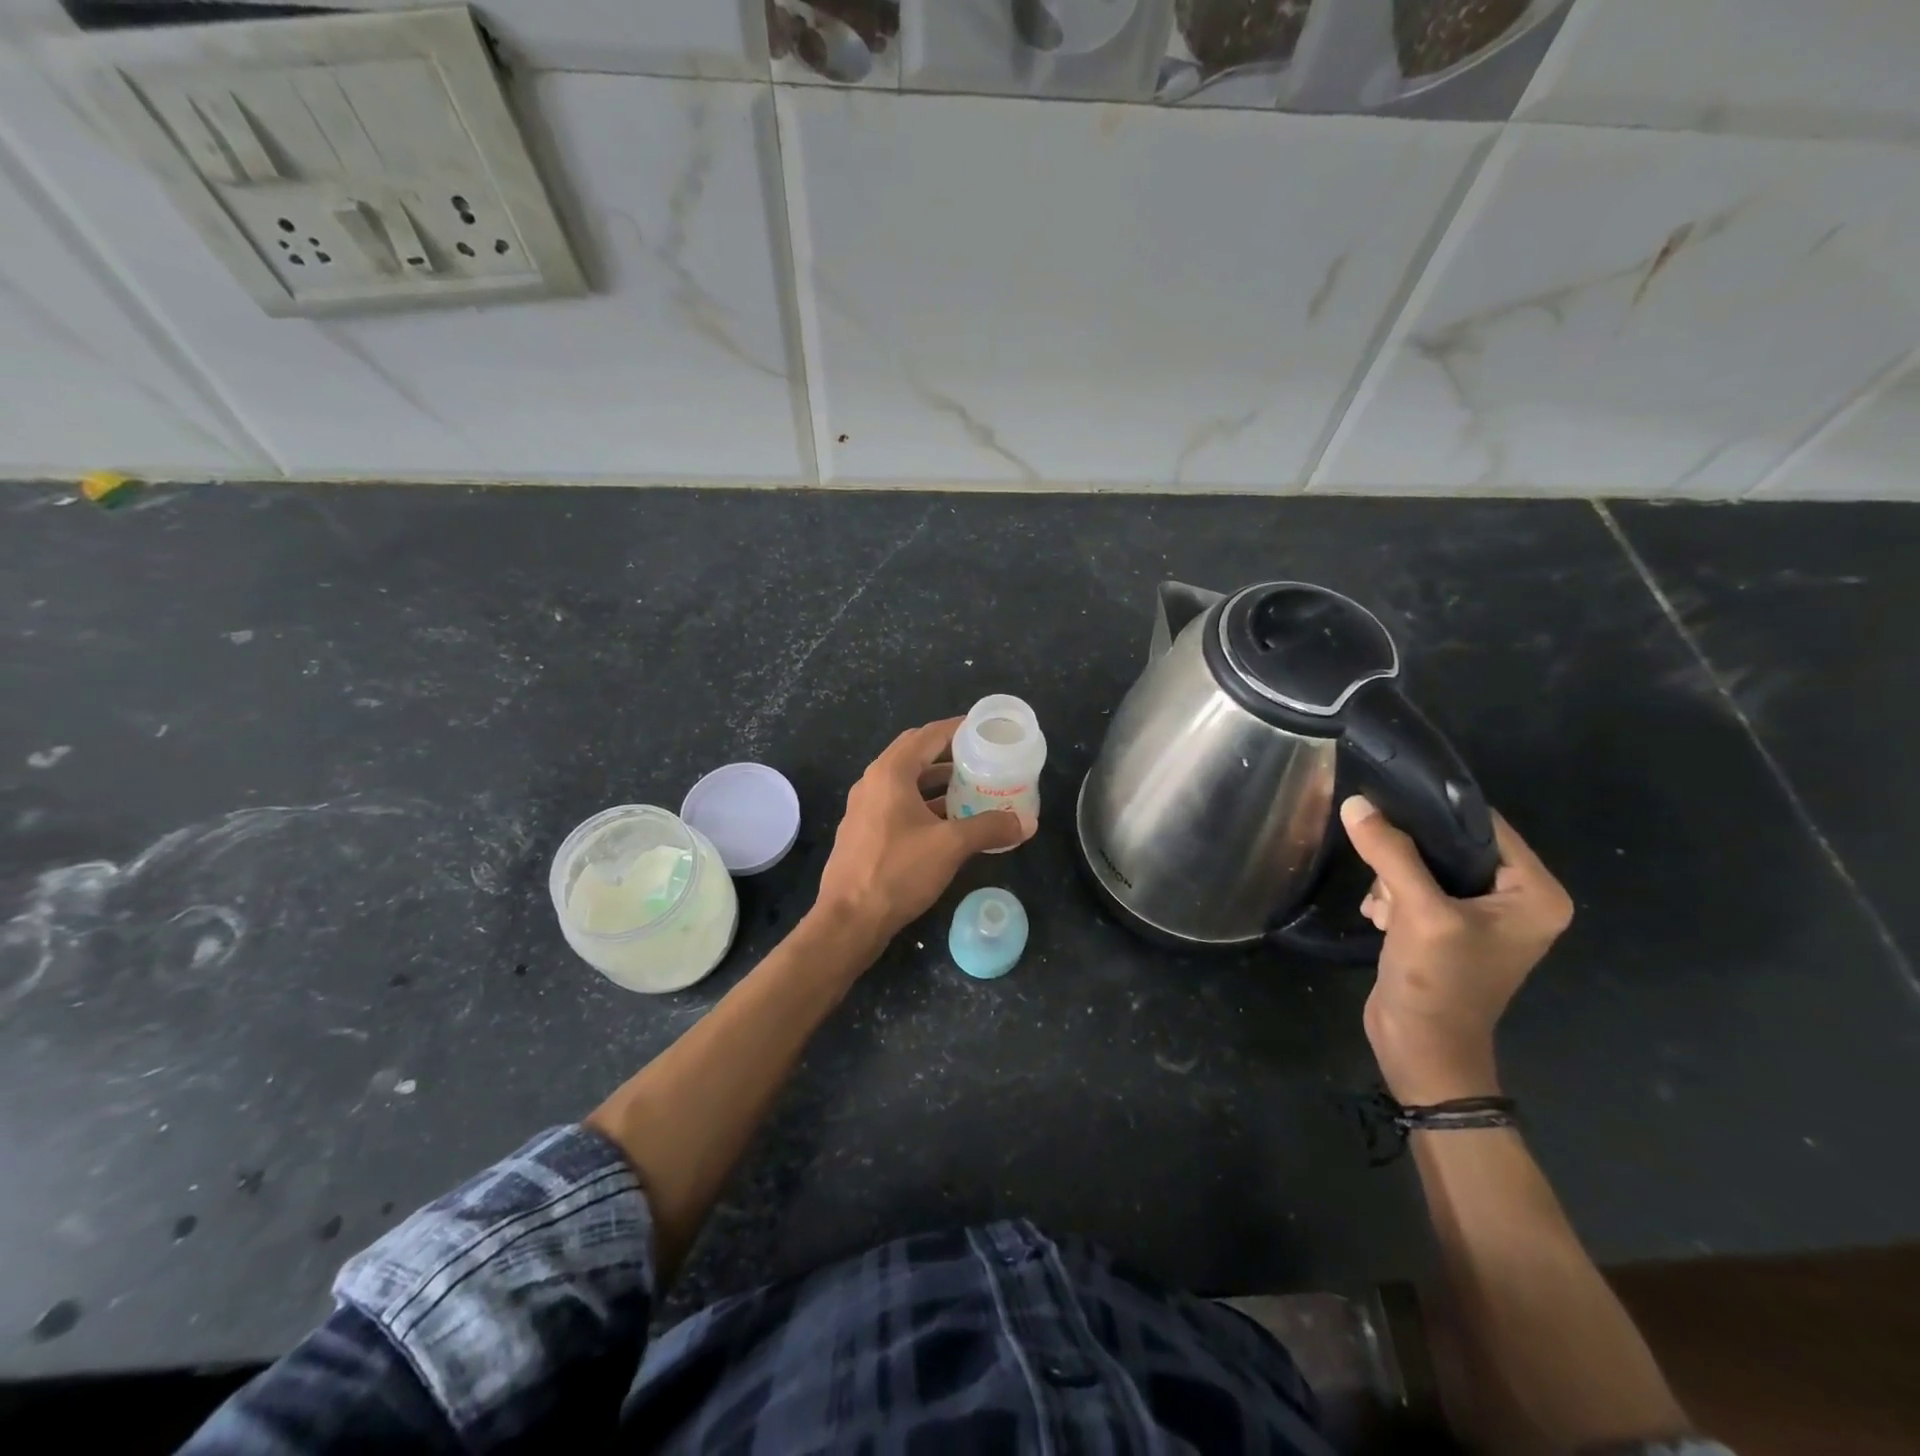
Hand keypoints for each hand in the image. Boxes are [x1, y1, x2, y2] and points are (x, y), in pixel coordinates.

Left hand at [814, 717, 1030, 947]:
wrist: (849, 920)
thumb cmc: (898, 871)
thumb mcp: (951, 847)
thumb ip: (990, 828)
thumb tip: (1027, 823)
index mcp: (890, 773)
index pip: (928, 735)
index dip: (958, 729)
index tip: (984, 730)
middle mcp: (873, 782)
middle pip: (915, 754)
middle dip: (948, 753)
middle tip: (981, 757)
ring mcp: (864, 808)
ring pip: (906, 782)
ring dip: (937, 781)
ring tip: (971, 788)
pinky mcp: (864, 832)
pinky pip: (898, 804)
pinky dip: (924, 803)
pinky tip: (948, 822)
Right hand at [1341, 795, 1572, 1104]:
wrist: (1422, 1049)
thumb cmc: (1438, 982)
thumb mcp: (1418, 913)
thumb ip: (1391, 854)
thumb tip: (1357, 804)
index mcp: (1535, 893)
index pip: (1484, 826)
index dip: (1435, 811)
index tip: (1386, 802)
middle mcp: (1516, 899)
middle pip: (1451, 844)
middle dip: (1406, 856)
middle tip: (1382, 876)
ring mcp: (1482, 916)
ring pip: (1426, 864)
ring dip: (1393, 879)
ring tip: (1382, 909)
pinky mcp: (1450, 928)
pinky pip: (1416, 888)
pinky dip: (1392, 897)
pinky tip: (1380, 918)